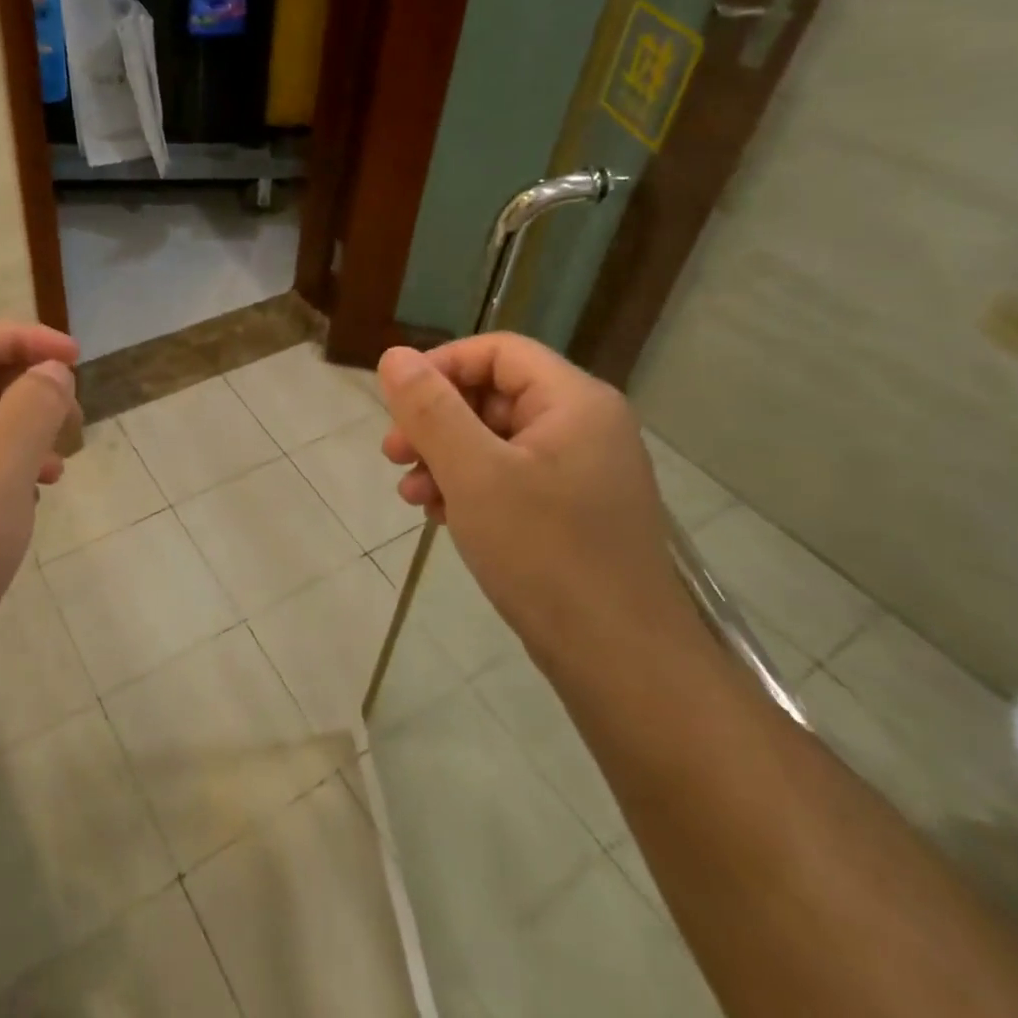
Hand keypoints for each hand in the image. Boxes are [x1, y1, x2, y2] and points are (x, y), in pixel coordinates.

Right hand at [377, 335, 693, 664]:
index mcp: (574, 401)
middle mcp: (584, 426)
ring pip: (496, 440)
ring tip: (410, 494)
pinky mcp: (573, 512)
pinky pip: (510, 478)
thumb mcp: (475, 475)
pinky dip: (470, 488)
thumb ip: (431, 410)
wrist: (624, 666)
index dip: (441, 366)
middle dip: (436, 420)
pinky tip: (439, 515)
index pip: (498, 351)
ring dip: (445, 458)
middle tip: (393, 454)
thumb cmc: (547, 555)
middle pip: (494, 394)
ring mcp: (581, 472)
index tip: (398, 403)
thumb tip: (394, 355)